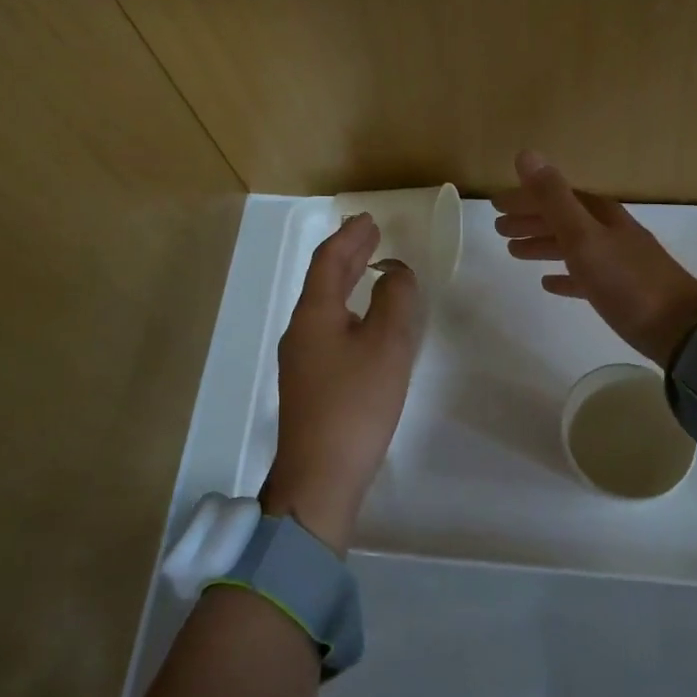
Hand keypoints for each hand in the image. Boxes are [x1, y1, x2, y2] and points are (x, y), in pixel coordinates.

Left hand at [261, 213, 420, 553]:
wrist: (319, 477)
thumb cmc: (355, 405)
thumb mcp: (387, 346)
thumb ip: (396, 301)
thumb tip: (396, 273)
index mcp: (314, 314)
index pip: (329, 261)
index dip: (349, 237)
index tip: (369, 219)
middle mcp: (300, 330)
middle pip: (323, 281)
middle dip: (347, 254)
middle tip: (371, 235)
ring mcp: (301, 359)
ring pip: (324, 305)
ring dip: (346, 281)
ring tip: (370, 267)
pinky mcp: (309, 383)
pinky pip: (328, 327)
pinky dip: (347, 308)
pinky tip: (363, 321)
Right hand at [491, 150, 696, 368]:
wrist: (680, 329)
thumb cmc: (627, 280)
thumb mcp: (584, 236)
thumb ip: (553, 198)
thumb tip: (526, 154)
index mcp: (601, 215)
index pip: (556, 197)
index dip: (526, 198)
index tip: (496, 204)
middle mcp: (610, 232)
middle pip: (564, 219)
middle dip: (531, 220)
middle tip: (498, 229)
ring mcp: (618, 262)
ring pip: (572, 246)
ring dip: (543, 245)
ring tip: (514, 252)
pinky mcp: (622, 292)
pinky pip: (585, 276)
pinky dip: (565, 275)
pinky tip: (549, 283)